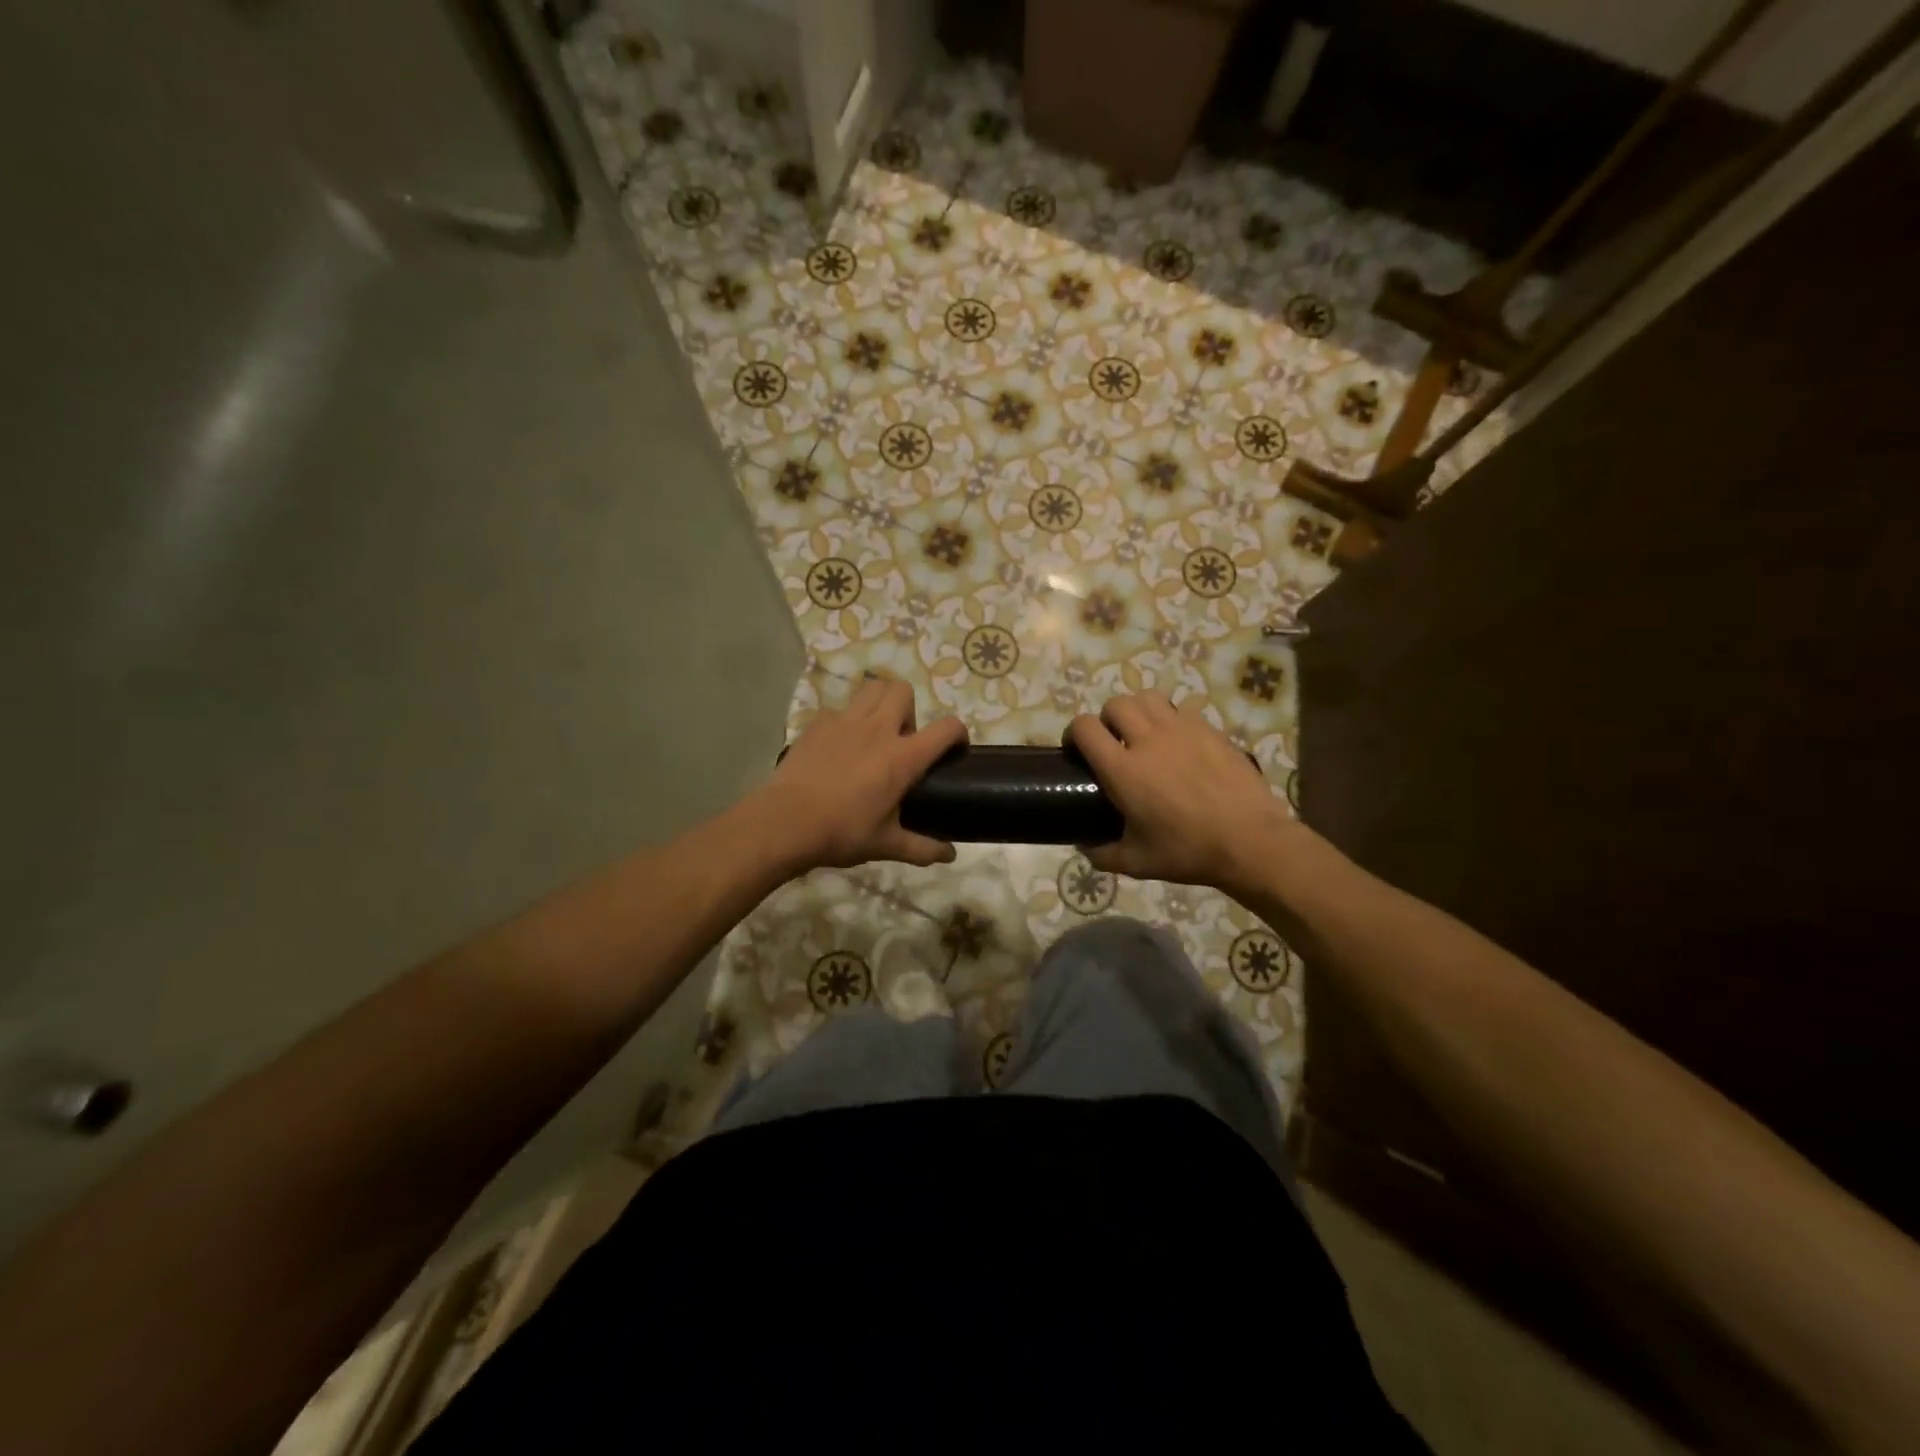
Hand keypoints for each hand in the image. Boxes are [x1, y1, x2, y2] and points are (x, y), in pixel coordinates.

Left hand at [760, 678, 966, 872]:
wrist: (785, 822)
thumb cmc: (842, 832)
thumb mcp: (886, 845)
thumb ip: (922, 848)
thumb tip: (950, 856)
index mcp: (903, 757)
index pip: (946, 729)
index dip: (958, 733)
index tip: (955, 749)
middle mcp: (878, 729)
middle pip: (903, 691)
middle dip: (910, 710)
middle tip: (902, 742)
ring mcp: (844, 722)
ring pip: (872, 689)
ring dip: (880, 704)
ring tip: (874, 735)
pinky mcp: (817, 724)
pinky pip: (839, 710)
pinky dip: (845, 722)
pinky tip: (838, 748)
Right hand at [1067, 693, 1299, 890]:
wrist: (1250, 841)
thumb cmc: (1188, 852)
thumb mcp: (1137, 862)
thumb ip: (1102, 854)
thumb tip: (1084, 846)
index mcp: (1123, 770)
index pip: (1085, 728)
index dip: (1073, 733)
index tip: (1076, 750)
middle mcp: (1148, 740)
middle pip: (1115, 704)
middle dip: (1106, 719)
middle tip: (1112, 743)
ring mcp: (1182, 730)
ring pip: (1147, 698)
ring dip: (1136, 711)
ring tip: (1142, 734)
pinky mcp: (1209, 729)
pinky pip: (1179, 709)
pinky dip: (1169, 719)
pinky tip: (1176, 743)